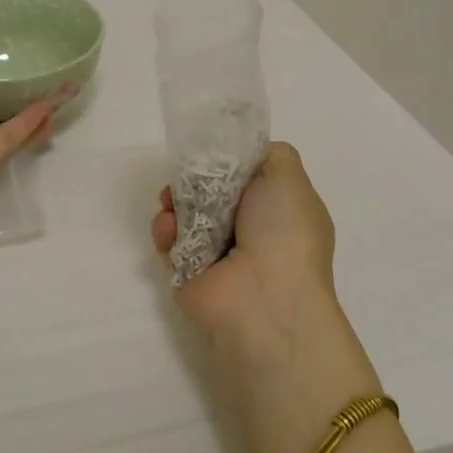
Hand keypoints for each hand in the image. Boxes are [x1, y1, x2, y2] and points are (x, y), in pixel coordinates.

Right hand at [150, 142, 341, 373]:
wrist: (264, 300)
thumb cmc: (283, 232)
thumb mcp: (287, 175)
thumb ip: (268, 152)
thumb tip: (243, 155)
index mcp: (277, 211)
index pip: (244, 176)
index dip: (223, 160)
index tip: (207, 152)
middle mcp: (250, 232)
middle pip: (209, 192)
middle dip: (191, 179)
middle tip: (182, 175)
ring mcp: (217, 255)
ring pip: (185, 214)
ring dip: (173, 203)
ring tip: (171, 205)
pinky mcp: (188, 273)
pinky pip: (169, 241)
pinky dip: (165, 230)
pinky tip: (170, 229)